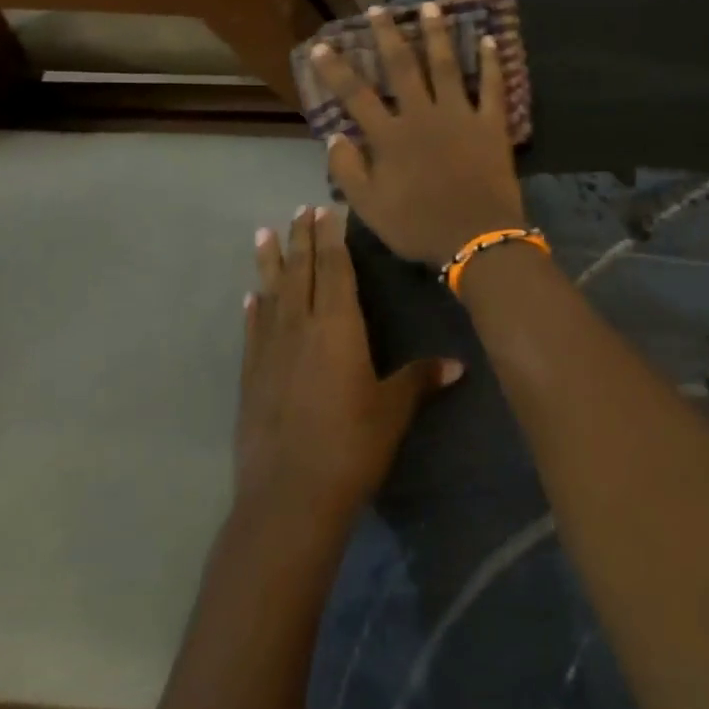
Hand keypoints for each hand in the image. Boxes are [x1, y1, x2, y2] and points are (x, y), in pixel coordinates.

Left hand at [236, 205, 460, 522]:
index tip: (326, 209)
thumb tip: (457, 364)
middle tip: (298, 210)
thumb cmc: (350, 446)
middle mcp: (300, 328)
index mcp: (338, 327)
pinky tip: (251, 298)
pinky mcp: (251, 379)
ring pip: (271, 294)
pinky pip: (253, 331)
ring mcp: (270, 353)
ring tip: (263, 234)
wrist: (287, 499)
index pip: (336, 269)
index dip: (332, 238)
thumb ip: (420, 379)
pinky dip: (254, 310)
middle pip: (301, 272)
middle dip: (302, 239)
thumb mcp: (393, 410)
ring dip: (270, 263)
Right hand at [311, 4, 526, 267]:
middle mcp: (422, 116)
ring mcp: (459, 115)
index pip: (356, 95)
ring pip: (446, 65)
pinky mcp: (491, 123)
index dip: (336, 69)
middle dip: (387, 35)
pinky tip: (488, 38)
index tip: (322, 45)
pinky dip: (491, 62)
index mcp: (390, 137)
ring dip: (437, 34)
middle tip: (378, 9)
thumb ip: (348, 170)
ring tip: (430, 6)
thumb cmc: (419, 227)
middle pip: (402, 67)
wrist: (476, 238)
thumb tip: (334, 135)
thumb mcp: (370, 209)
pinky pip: (492, 86)